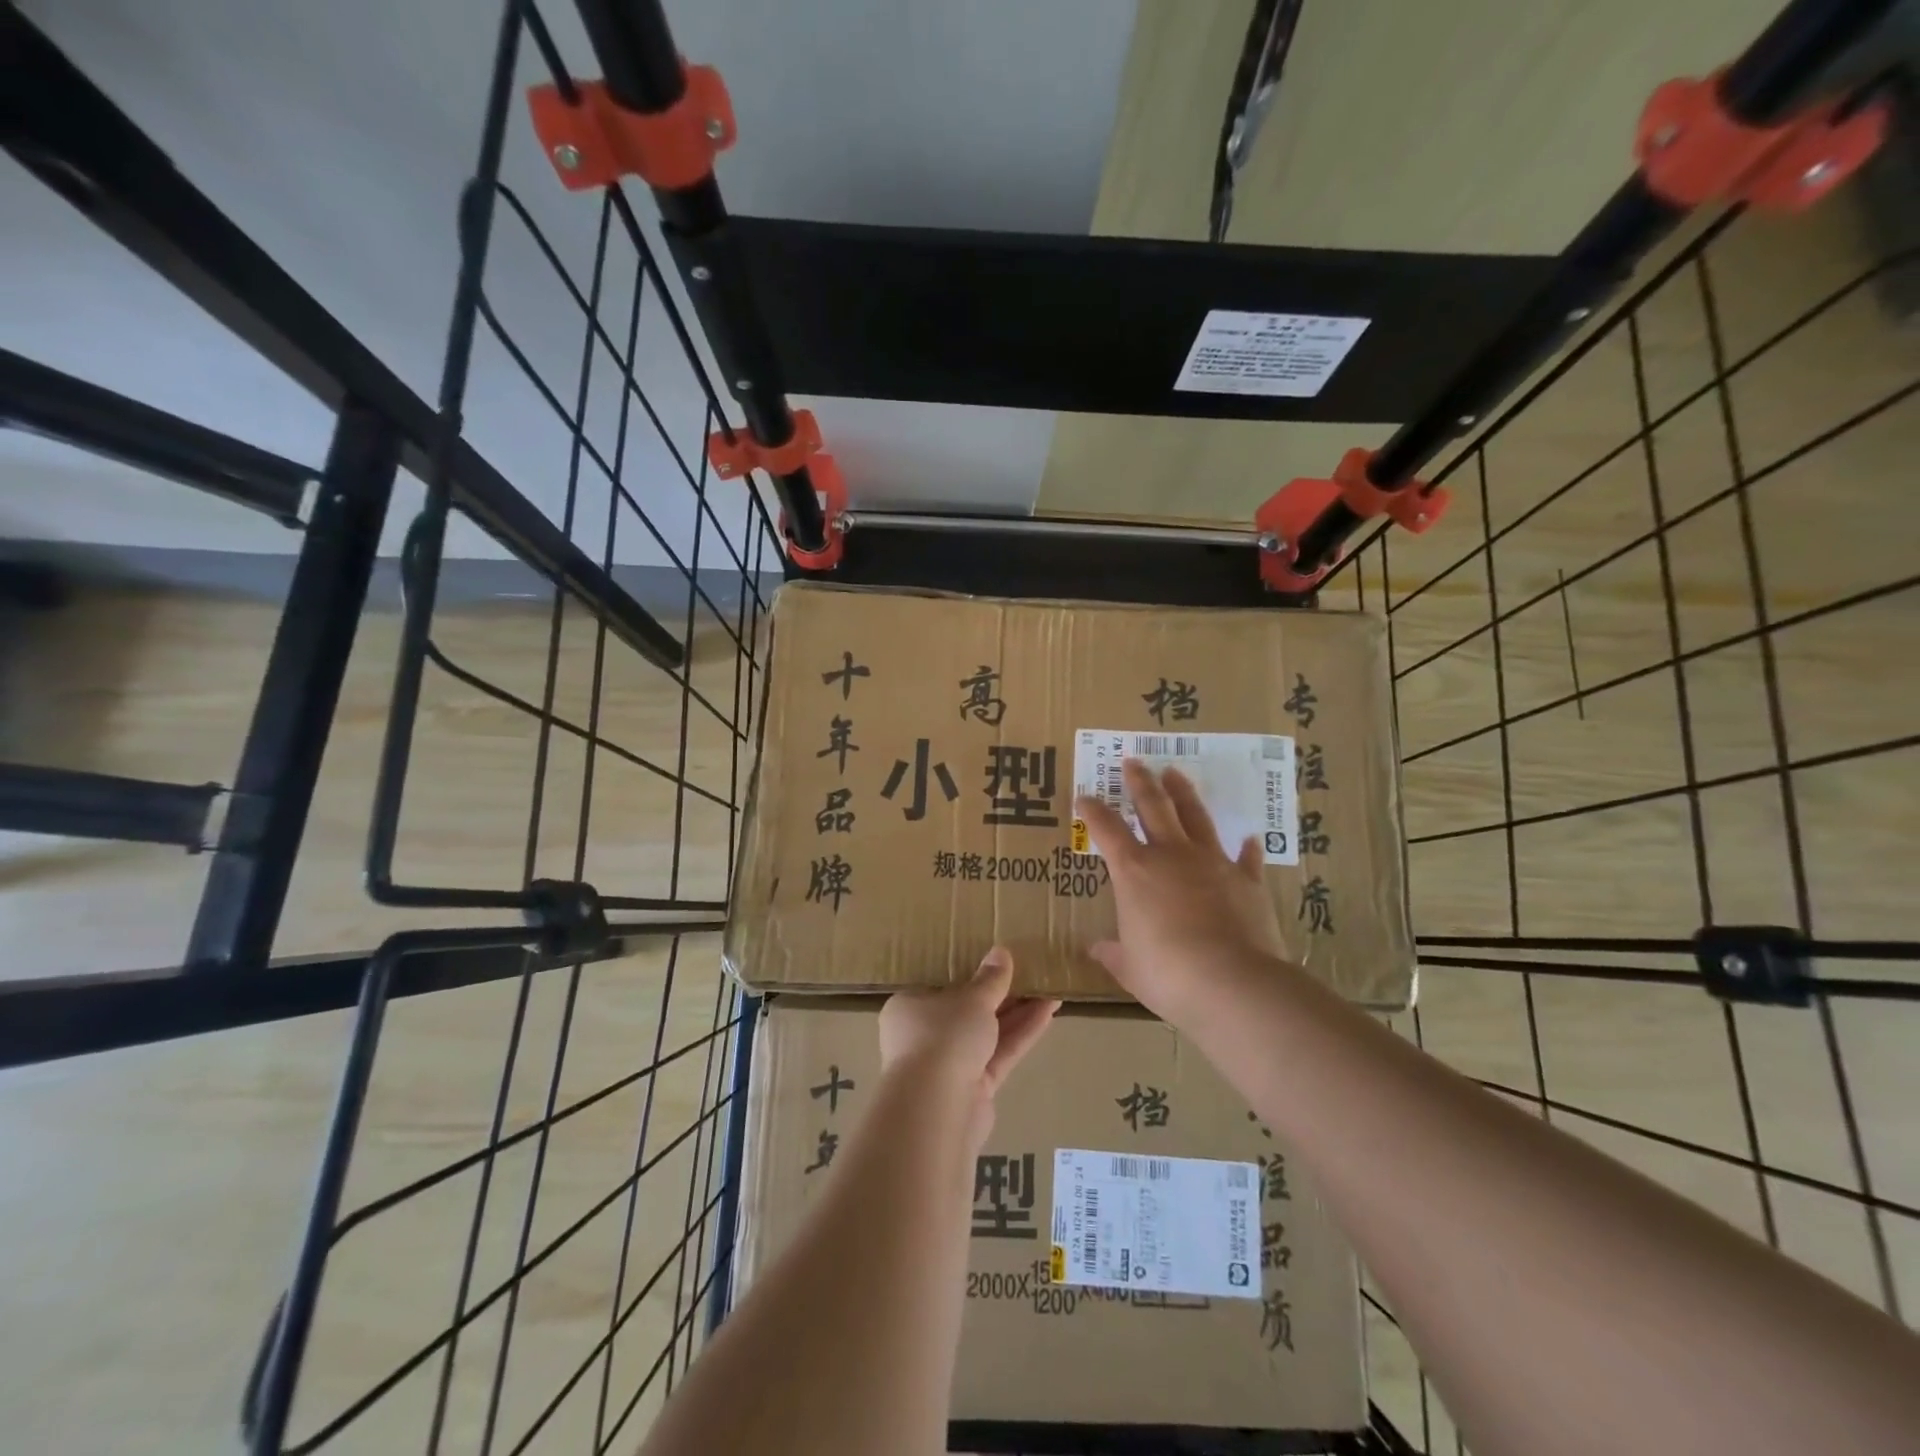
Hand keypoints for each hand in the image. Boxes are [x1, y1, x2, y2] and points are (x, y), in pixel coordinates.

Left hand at [879, 947, 1059, 1145]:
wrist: (938, 1108)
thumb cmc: (942, 1035)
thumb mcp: (971, 998)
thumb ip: (990, 978)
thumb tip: (1001, 952)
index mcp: (909, 1006)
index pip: (939, 985)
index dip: (968, 972)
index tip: (994, 961)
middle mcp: (924, 1035)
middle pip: (966, 1009)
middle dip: (1000, 993)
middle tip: (1030, 972)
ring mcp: (948, 1064)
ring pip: (987, 1033)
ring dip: (1017, 1012)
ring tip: (1050, 988)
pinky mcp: (973, 1089)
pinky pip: (998, 1054)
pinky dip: (1020, 1034)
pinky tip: (1048, 1012)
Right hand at [1074, 759, 1287, 1023]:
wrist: (1233, 982)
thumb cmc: (1168, 974)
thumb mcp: (1130, 967)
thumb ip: (1113, 953)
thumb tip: (1095, 948)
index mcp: (1134, 871)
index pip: (1106, 829)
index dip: (1093, 810)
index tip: (1084, 796)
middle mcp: (1172, 855)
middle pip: (1153, 805)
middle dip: (1140, 782)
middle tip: (1132, 761)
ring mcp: (1212, 862)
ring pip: (1196, 817)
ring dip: (1183, 793)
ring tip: (1175, 773)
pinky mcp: (1247, 880)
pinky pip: (1246, 857)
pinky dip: (1247, 848)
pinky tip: (1249, 838)